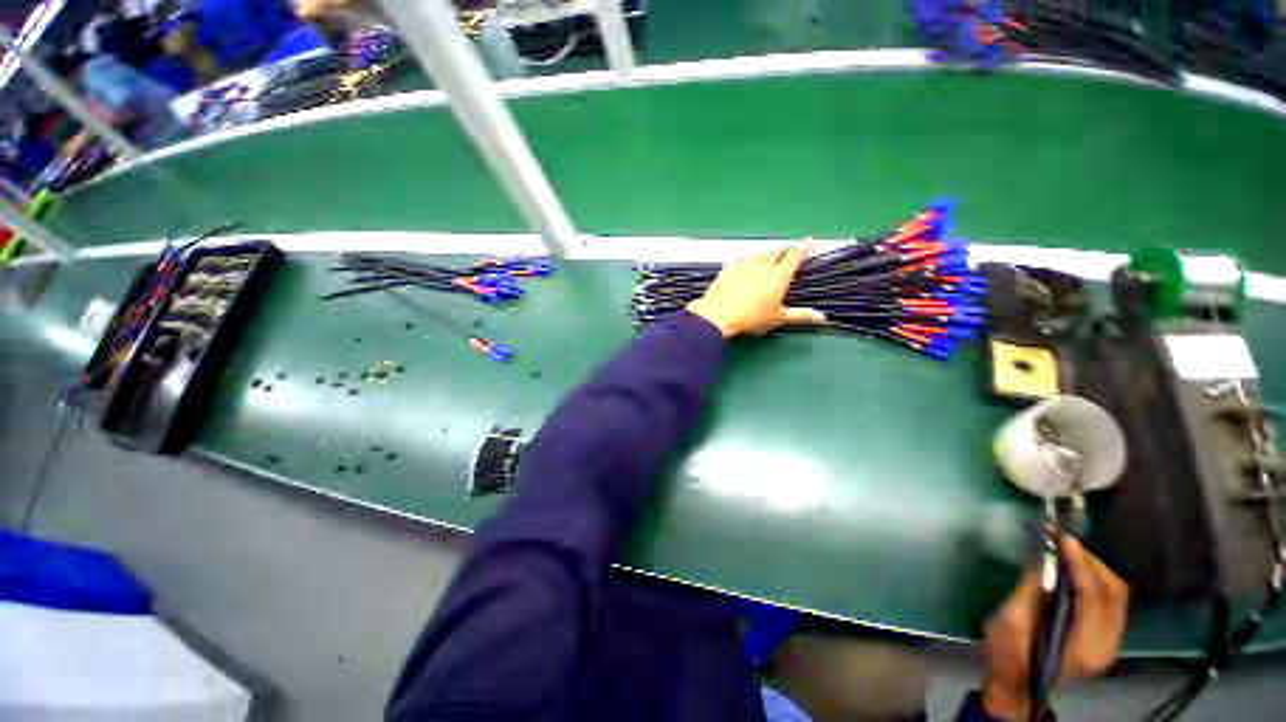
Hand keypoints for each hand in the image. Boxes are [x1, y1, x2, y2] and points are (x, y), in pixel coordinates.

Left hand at [685, 247, 825, 337]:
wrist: (719, 314)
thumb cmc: (752, 317)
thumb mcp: (778, 318)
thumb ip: (800, 315)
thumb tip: (823, 317)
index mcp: (779, 274)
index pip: (796, 254)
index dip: (805, 247)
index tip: (812, 242)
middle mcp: (763, 264)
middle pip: (778, 250)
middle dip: (785, 250)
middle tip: (789, 255)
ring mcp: (744, 264)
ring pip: (759, 252)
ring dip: (766, 253)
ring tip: (769, 259)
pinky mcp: (728, 268)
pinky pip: (740, 258)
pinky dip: (746, 259)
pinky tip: (744, 264)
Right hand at [981, 536, 1129, 720]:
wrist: (1015, 684)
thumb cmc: (1008, 654)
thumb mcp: (1012, 621)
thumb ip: (1031, 590)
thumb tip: (1042, 555)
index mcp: (1085, 645)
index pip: (1095, 596)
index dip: (1081, 564)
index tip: (1063, 538)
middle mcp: (1108, 644)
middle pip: (1113, 593)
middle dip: (1091, 563)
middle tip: (1064, 542)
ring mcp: (1110, 643)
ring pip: (1115, 595)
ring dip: (1094, 570)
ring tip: (1068, 552)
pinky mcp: (1104, 638)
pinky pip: (1109, 602)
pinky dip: (1095, 581)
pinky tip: (1075, 572)